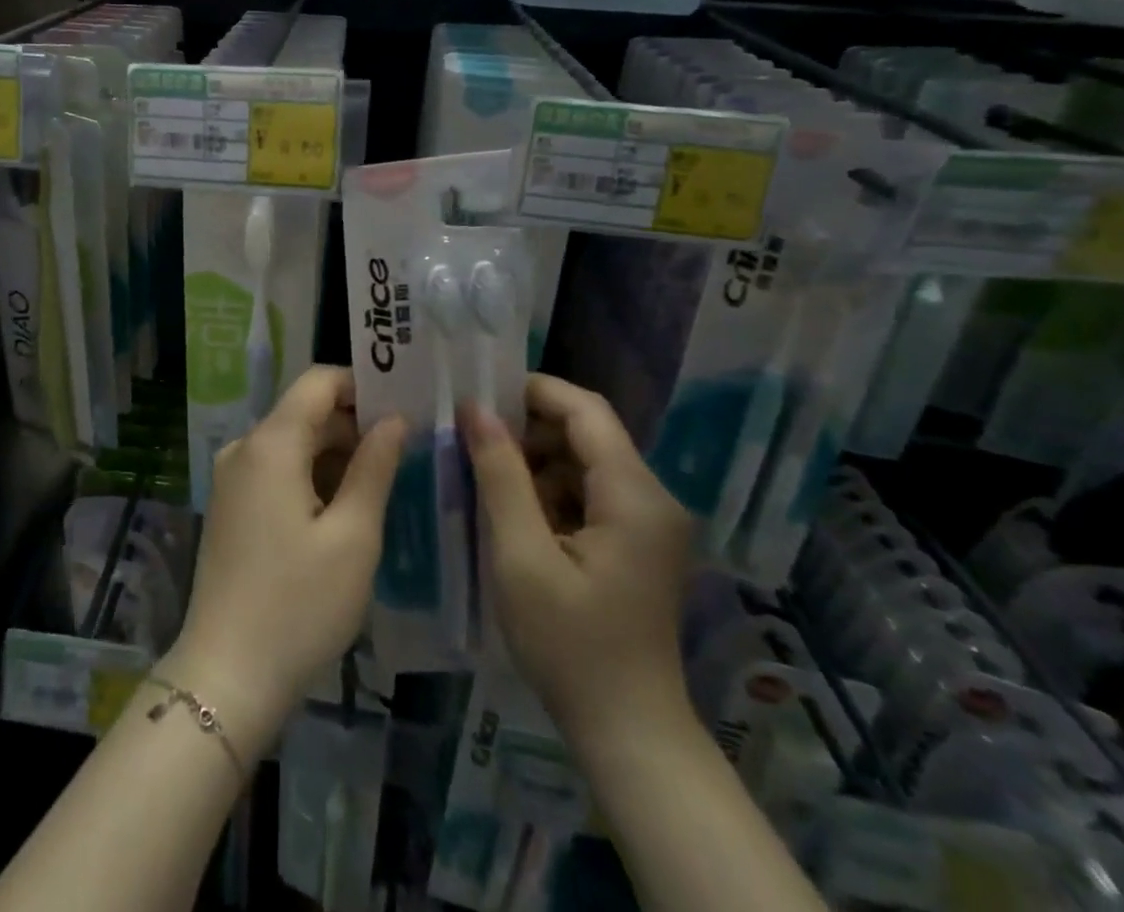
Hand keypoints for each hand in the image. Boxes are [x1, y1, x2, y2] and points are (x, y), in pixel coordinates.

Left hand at [164, 366, 408, 751]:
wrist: (226, 673)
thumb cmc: (299, 604)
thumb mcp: (353, 536)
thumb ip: (375, 467)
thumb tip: (395, 419)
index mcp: (270, 443)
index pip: (317, 381)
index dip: (360, 385)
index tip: (403, 405)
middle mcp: (244, 447)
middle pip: (304, 412)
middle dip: (353, 424)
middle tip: (406, 451)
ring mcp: (231, 477)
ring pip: (291, 443)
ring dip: (334, 454)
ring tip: (383, 483)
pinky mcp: (229, 505)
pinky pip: (275, 470)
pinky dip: (310, 476)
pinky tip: (343, 509)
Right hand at [462, 374, 694, 750]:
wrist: (628, 733)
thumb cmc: (571, 645)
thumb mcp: (522, 556)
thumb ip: (501, 476)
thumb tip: (476, 410)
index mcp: (634, 496)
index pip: (586, 411)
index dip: (533, 391)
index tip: (478, 394)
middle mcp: (652, 499)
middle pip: (587, 433)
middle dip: (527, 427)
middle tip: (471, 437)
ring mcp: (648, 523)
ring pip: (584, 461)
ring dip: (535, 460)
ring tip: (484, 473)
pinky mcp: (637, 543)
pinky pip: (589, 492)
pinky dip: (550, 490)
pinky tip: (513, 511)